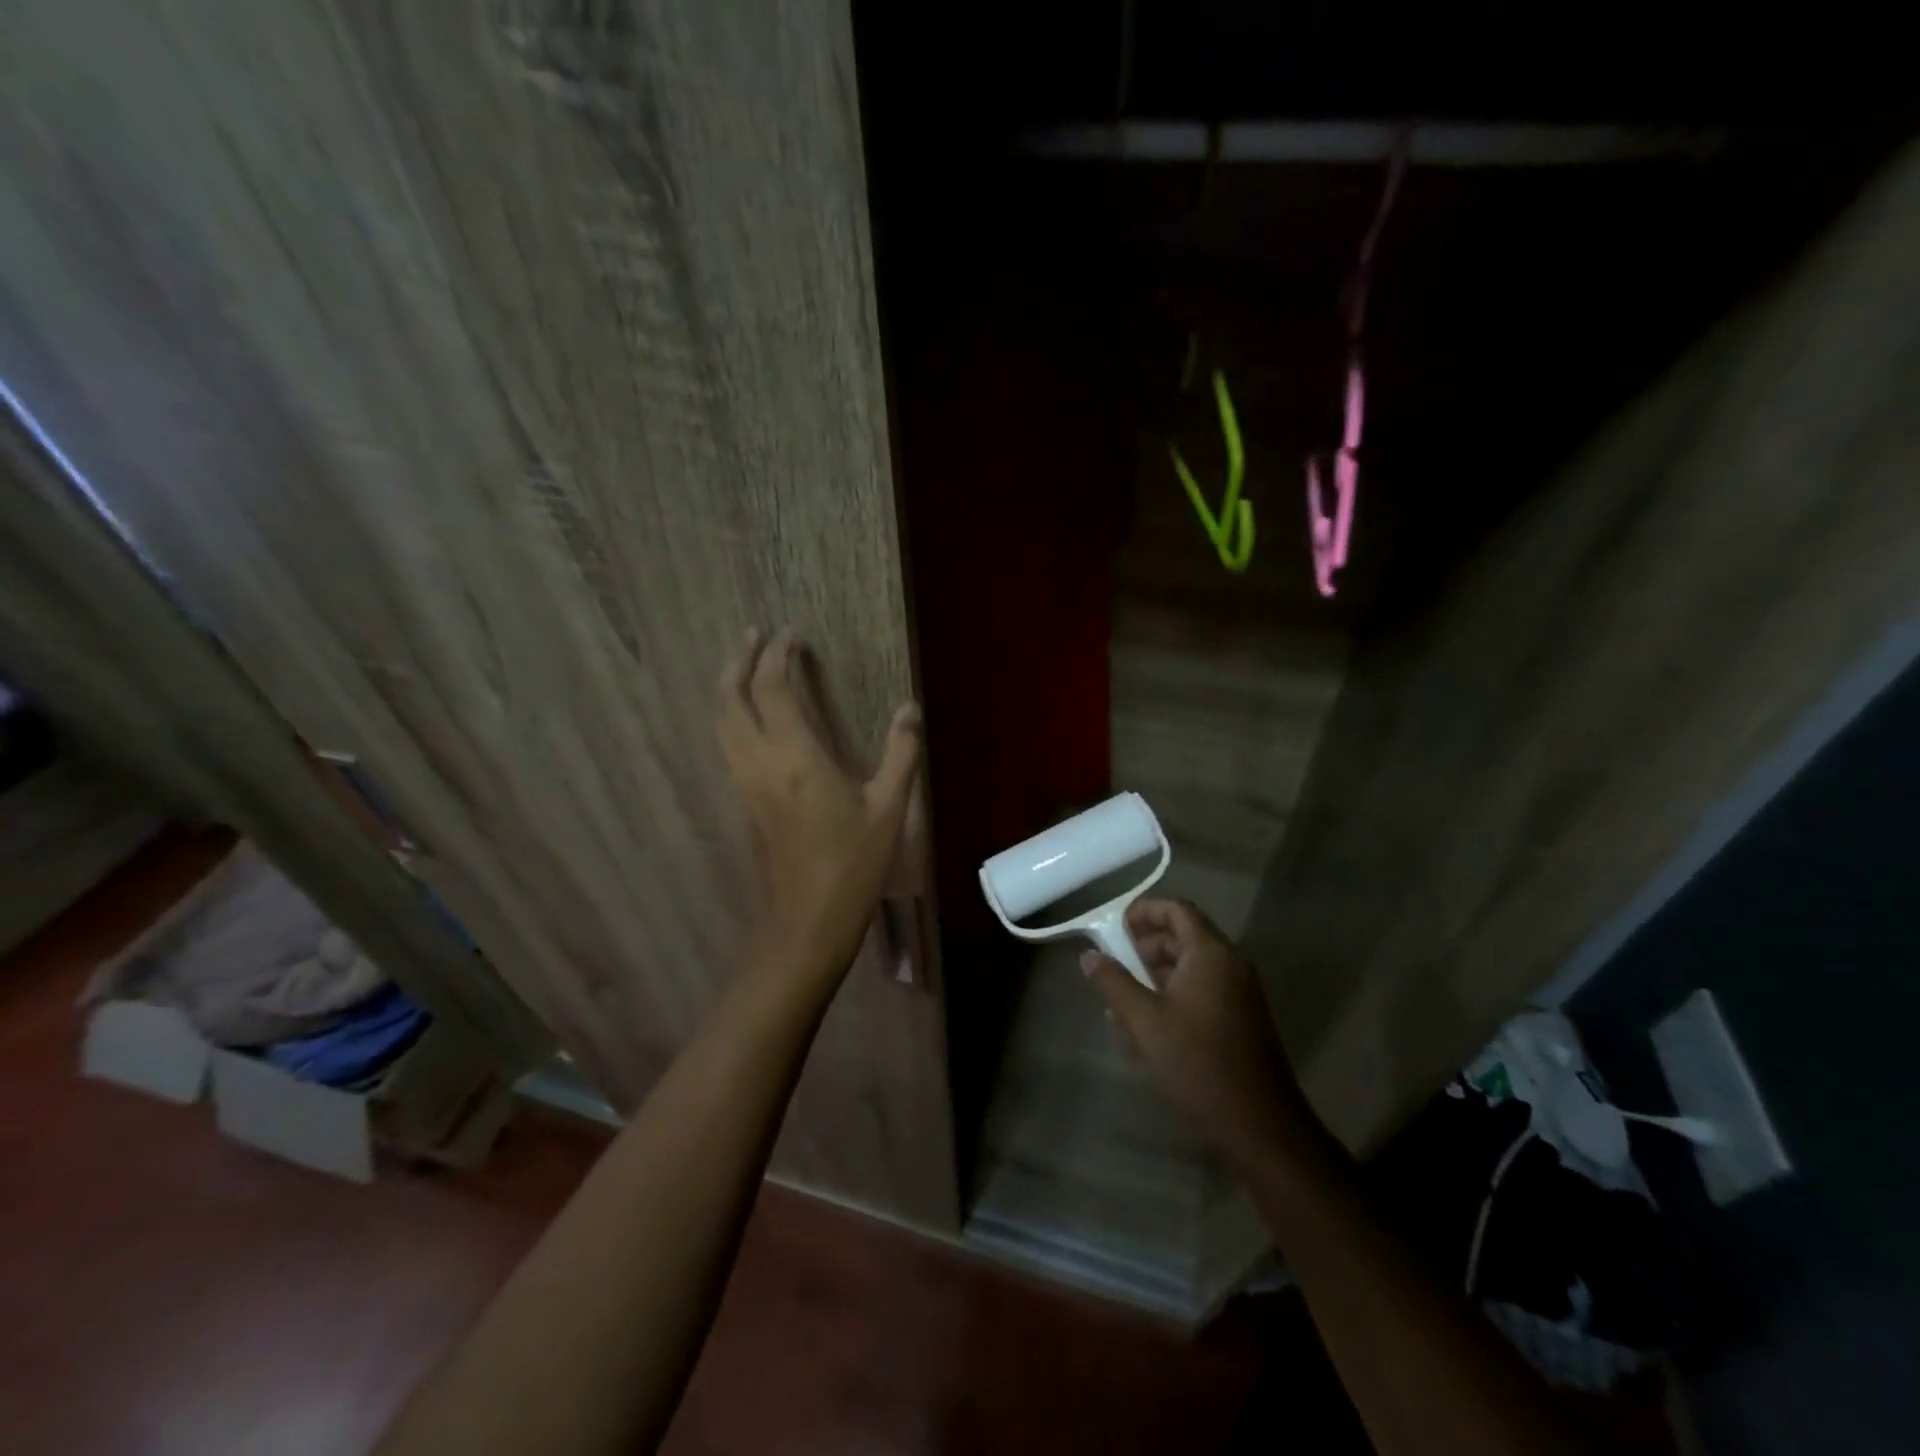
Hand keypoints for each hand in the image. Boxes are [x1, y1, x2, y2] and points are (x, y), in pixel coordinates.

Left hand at [718, 628, 921, 988]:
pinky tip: (750, 722)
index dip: (778, 655)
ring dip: (730, 689)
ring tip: (744, 668)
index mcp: (796, 757)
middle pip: (731, 700)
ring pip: (723, 724)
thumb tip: (910, 708)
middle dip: (739, 662)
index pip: (773, 689)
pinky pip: (729, 746)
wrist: (807, 921)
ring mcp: (746, 785)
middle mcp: (760, 763)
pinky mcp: (745, 804)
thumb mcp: (889, 807)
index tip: (791, 634)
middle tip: (752, 636)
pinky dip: (733, 718)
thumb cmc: (853, 864)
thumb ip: (901, 752)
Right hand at [1082, 899, 1315, 1166]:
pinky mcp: (1241, 1019)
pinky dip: (1173, 996)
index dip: (1145, 910)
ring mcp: (1239, 993)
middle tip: (1114, 964)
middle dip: (1145, 946)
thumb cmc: (1198, 1064)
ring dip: (1155, 975)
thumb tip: (1089, 955)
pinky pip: (1202, 991)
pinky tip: (1147, 1029)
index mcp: (1210, 954)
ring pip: (1190, 967)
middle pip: (1184, 936)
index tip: (1115, 925)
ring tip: (1122, 1001)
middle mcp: (1230, 964)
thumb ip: (1114, 983)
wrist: (1260, 1125)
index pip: (1177, 910)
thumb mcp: (1145, 1021)